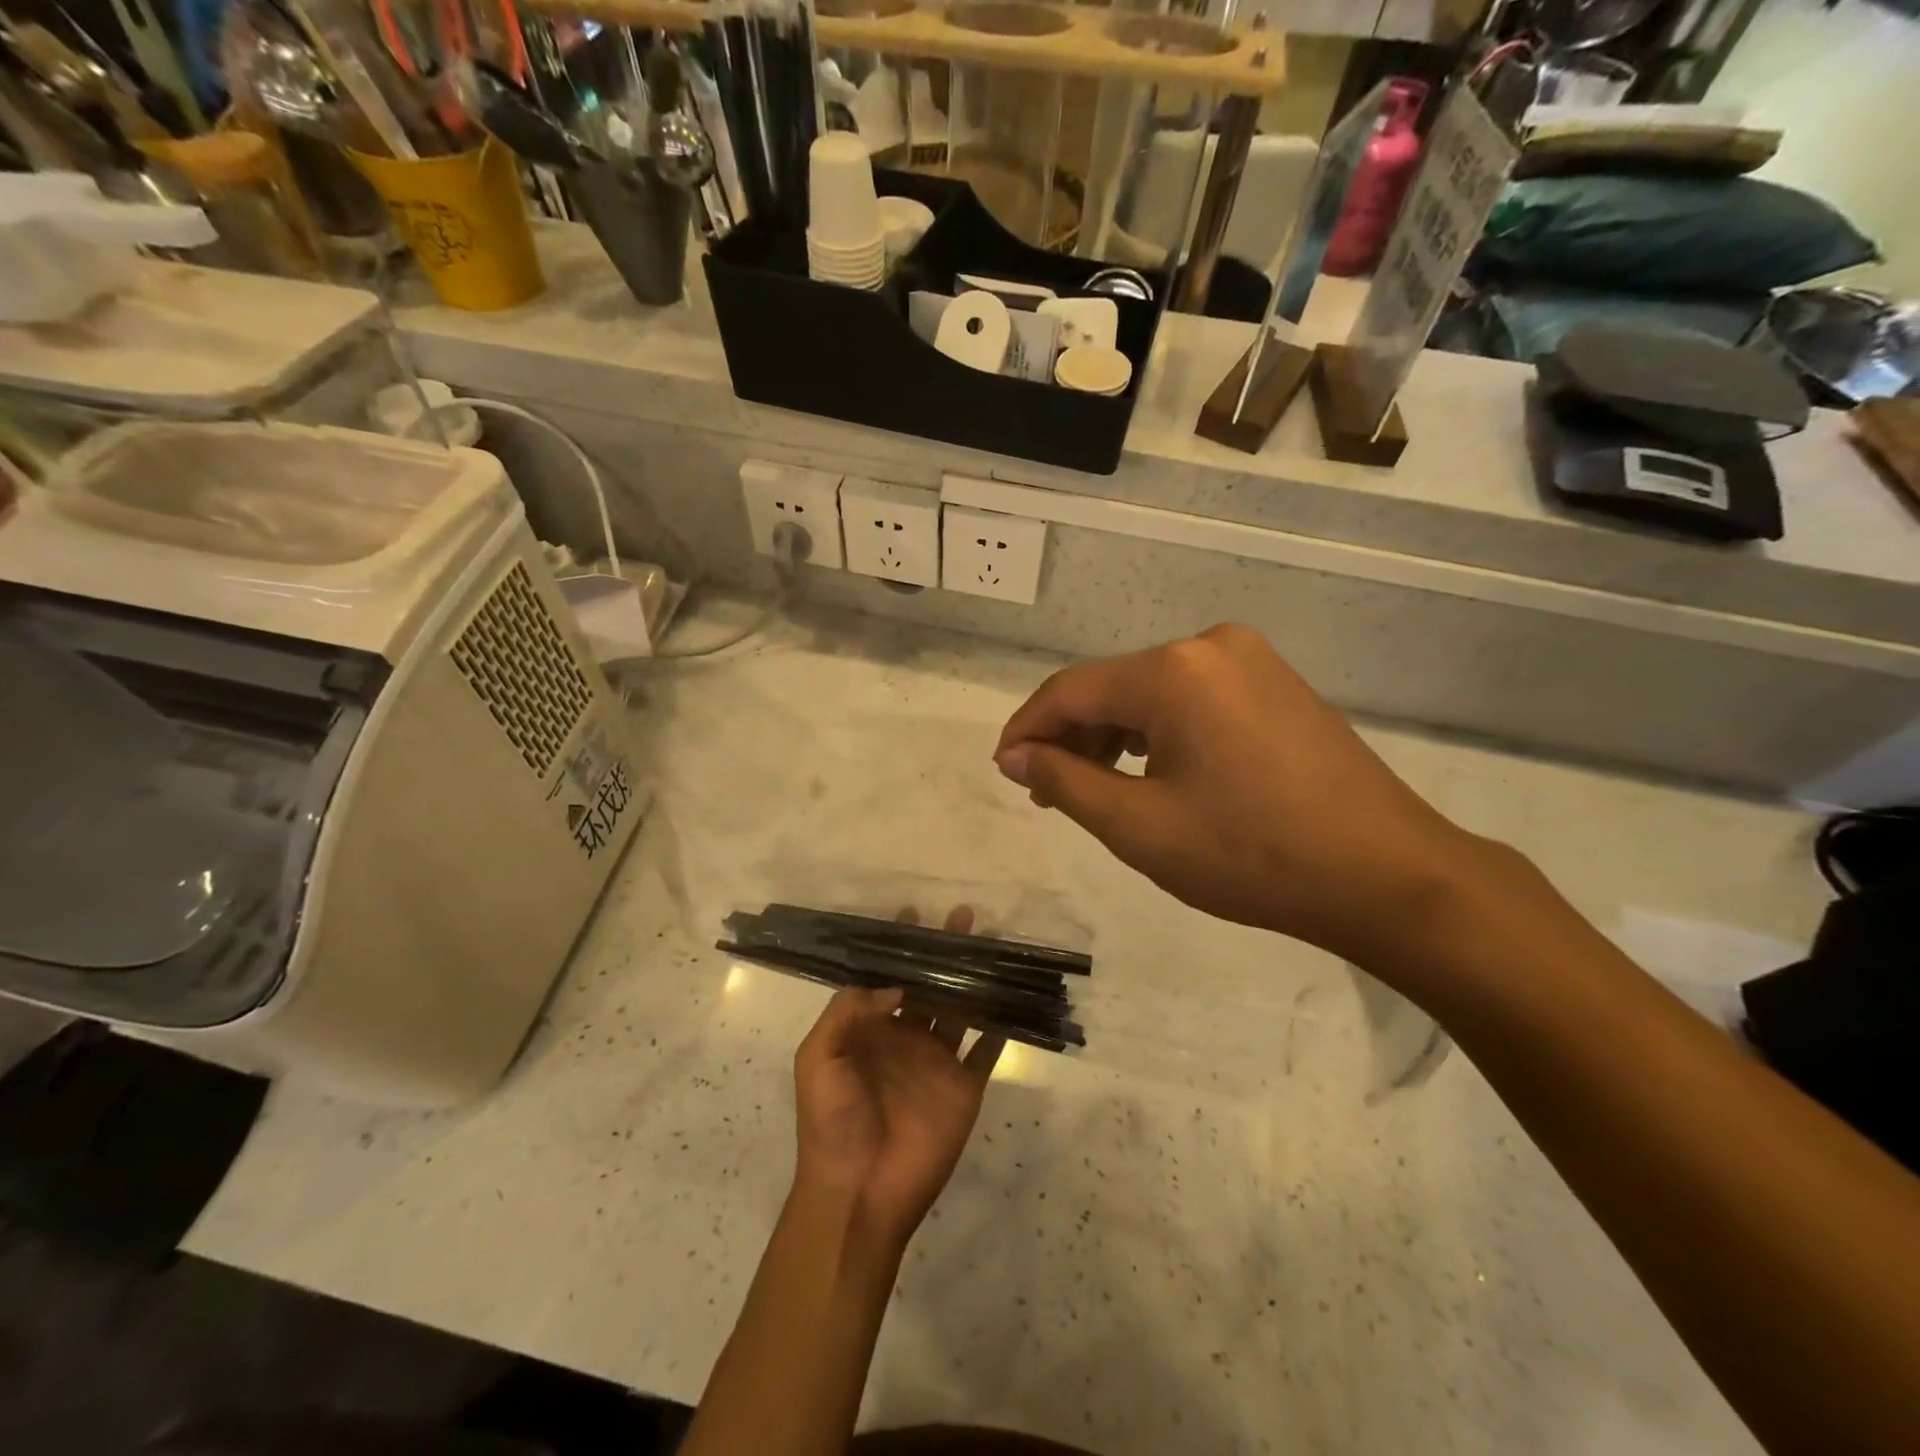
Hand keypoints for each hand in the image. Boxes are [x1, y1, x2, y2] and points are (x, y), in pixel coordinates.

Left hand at [792, 908, 1004, 1248]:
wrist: (858, 1192)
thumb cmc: (831, 1121)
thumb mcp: (818, 1057)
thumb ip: (848, 1010)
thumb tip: (896, 984)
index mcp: (870, 1028)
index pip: (886, 976)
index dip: (897, 947)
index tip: (912, 914)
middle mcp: (907, 1036)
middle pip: (930, 984)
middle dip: (944, 951)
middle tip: (963, 915)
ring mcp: (938, 1061)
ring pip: (961, 1007)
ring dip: (975, 978)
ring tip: (992, 944)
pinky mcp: (965, 1086)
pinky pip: (987, 1049)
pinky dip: (1001, 1025)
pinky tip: (1014, 997)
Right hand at [995, 624, 1503, 971]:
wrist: (1386, 874)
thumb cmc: (1251, 856)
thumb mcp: (1139, 827)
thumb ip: (1065, 782)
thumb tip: (1015, 756)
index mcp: (1172, 671)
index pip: (1070, 691)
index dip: (1027, 730)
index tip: (1003, 769)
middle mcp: (1207, 645)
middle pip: (1111, 687)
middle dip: (1070, 737)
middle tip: (1047, 793)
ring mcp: (1249, 660)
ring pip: (1150, 692)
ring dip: (1112, 735)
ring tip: (1094, 788)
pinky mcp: (1274, 682)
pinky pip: (1190, 698)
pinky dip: (1156, 731)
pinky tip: (1149, 770)